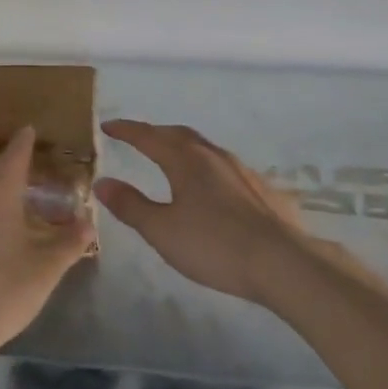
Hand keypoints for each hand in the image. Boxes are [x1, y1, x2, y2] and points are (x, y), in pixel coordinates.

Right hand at [97, 120, 310, 305]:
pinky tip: (213, 188)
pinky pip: (226, 168)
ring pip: (205, 148)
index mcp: (185, 161)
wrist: (284, 262)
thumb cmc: (215, 246)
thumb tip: (103, 181)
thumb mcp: (162, 231)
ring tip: (173, 159)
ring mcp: (242, 170)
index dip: (126, 130)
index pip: (148, 136)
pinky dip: (208, 167)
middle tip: (139, 138)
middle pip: (179, 135)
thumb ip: (131, 205)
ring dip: (183, 147)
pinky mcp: (263, 189)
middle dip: (155, 133)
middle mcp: (213, 156)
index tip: (108, 126)